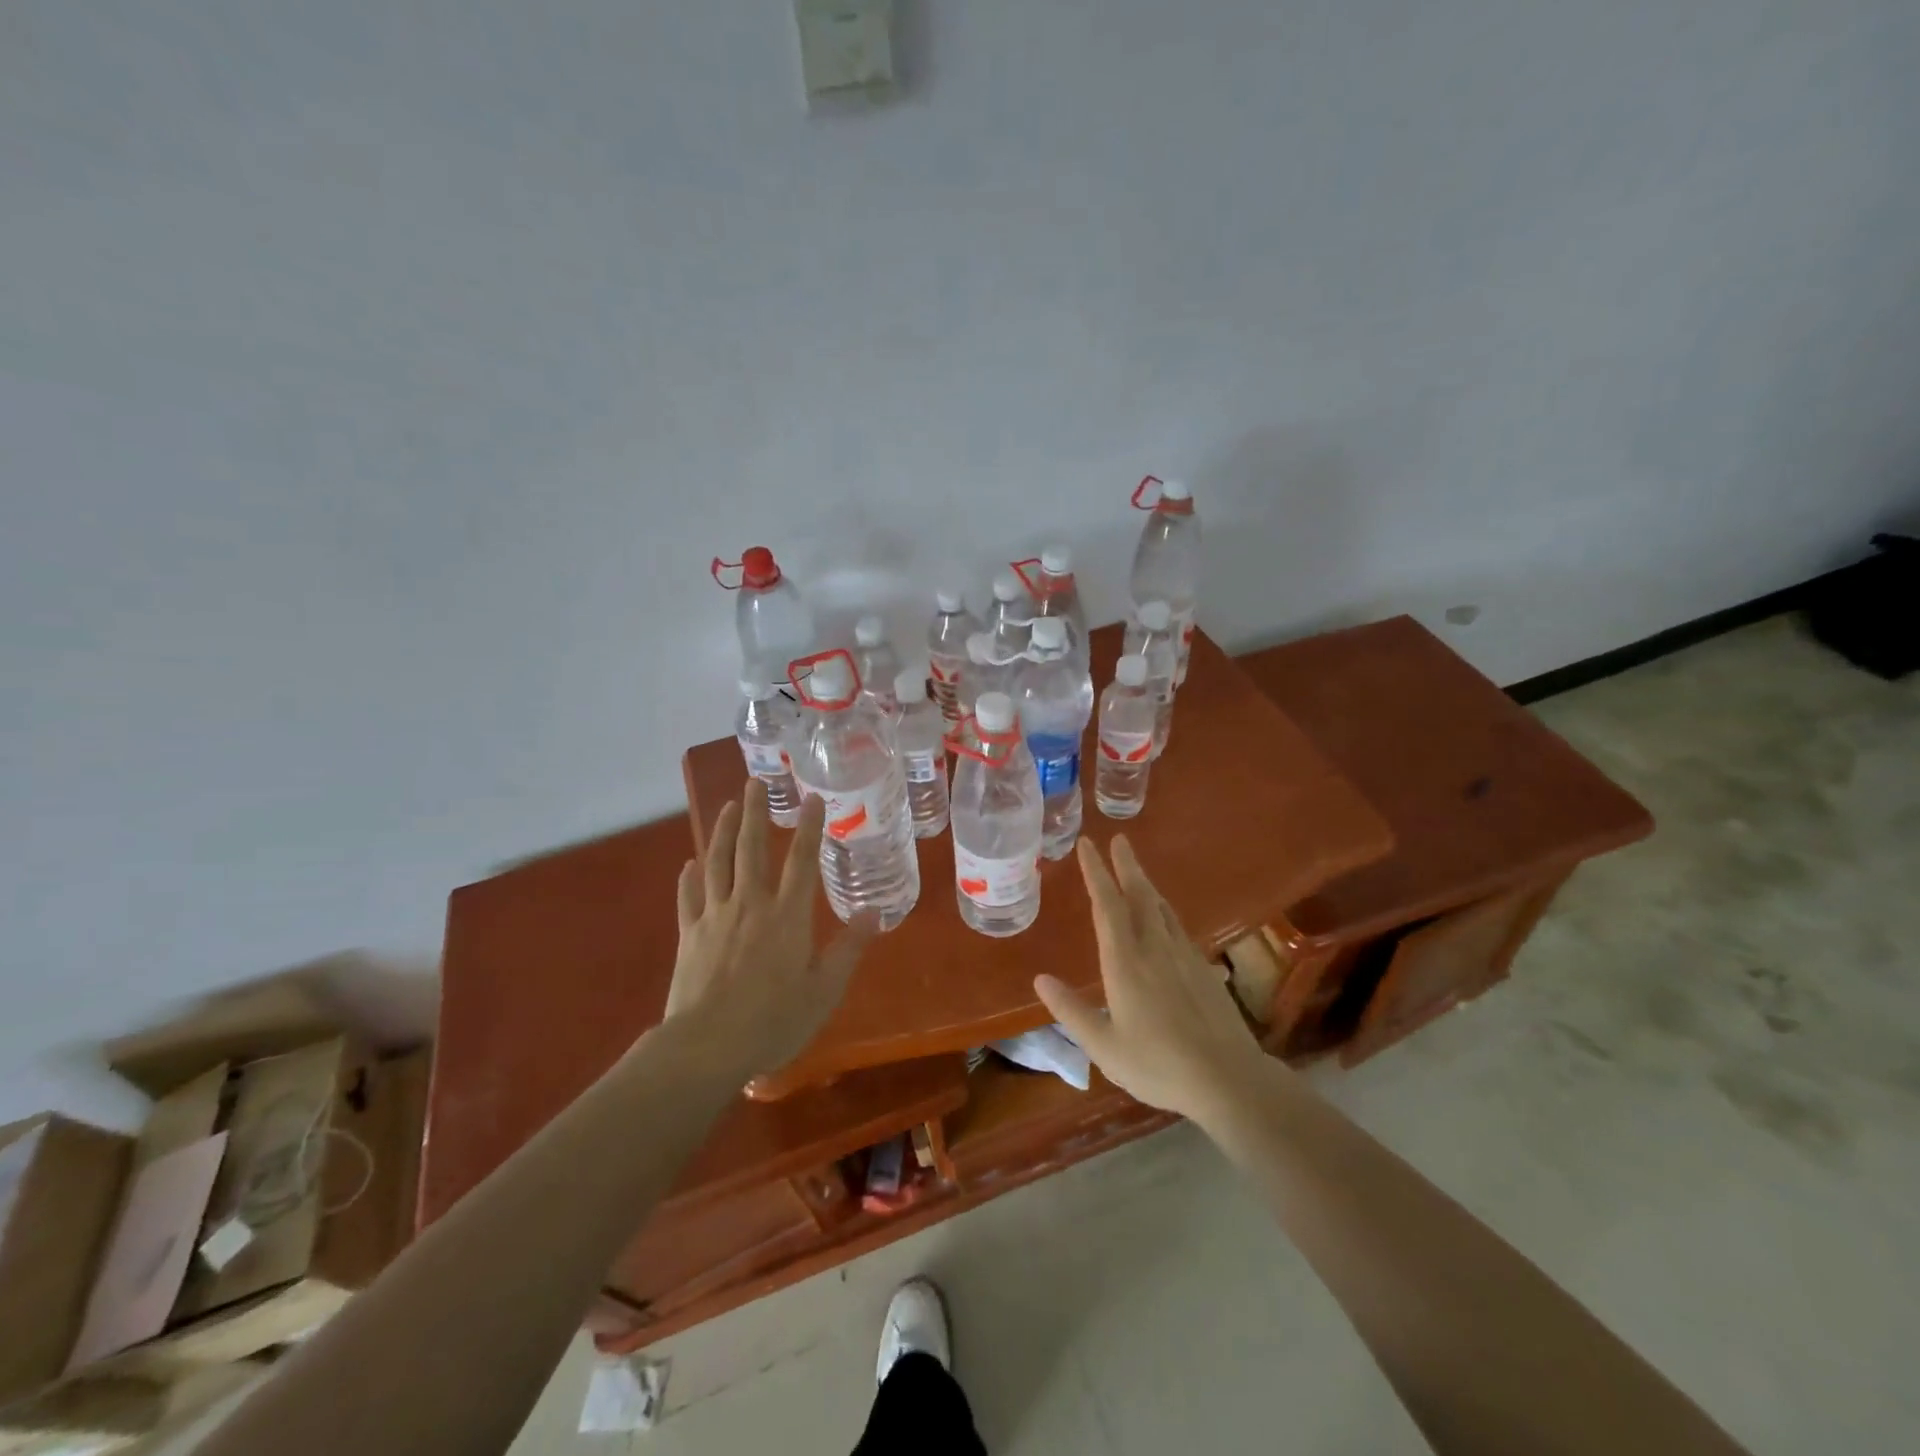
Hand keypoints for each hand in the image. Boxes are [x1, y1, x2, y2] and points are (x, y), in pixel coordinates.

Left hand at [664, 778, 877, 1077]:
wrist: (707, 1047)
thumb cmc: (774, 1020)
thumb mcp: (825, 989)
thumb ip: (849, 948)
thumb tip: (873, 913)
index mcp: (787, 916)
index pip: (802, 860)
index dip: (808, 827)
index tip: (811, 797)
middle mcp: (751, 904)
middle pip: (751, 849)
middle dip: (753, 812)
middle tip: (753, 783)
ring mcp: (715, 917)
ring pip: (717, 863)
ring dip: (720, 832)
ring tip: (725, 807)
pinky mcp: (689, 936)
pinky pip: (688, 898)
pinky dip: (689, 878)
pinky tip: (689, 864)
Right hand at [1035, 836, 1268, 1123]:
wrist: (1227, 1078)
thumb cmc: (1158, 1065)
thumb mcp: (1103, 1046)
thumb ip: (1071, 1011)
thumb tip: (1040, 979)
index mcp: (1125, 962)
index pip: (1107, 905)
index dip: (1096, 872)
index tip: (1087, 845)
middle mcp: (1154, 949)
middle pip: (1139, 895)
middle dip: (1126, 865)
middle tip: (1119, 839)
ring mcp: (1183, 956)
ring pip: (1162, 908)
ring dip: (1146, 884)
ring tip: (1136, 870)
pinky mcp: (1203, 969)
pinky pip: (1177, 926)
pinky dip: (1164, 910)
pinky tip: (1165, 918)